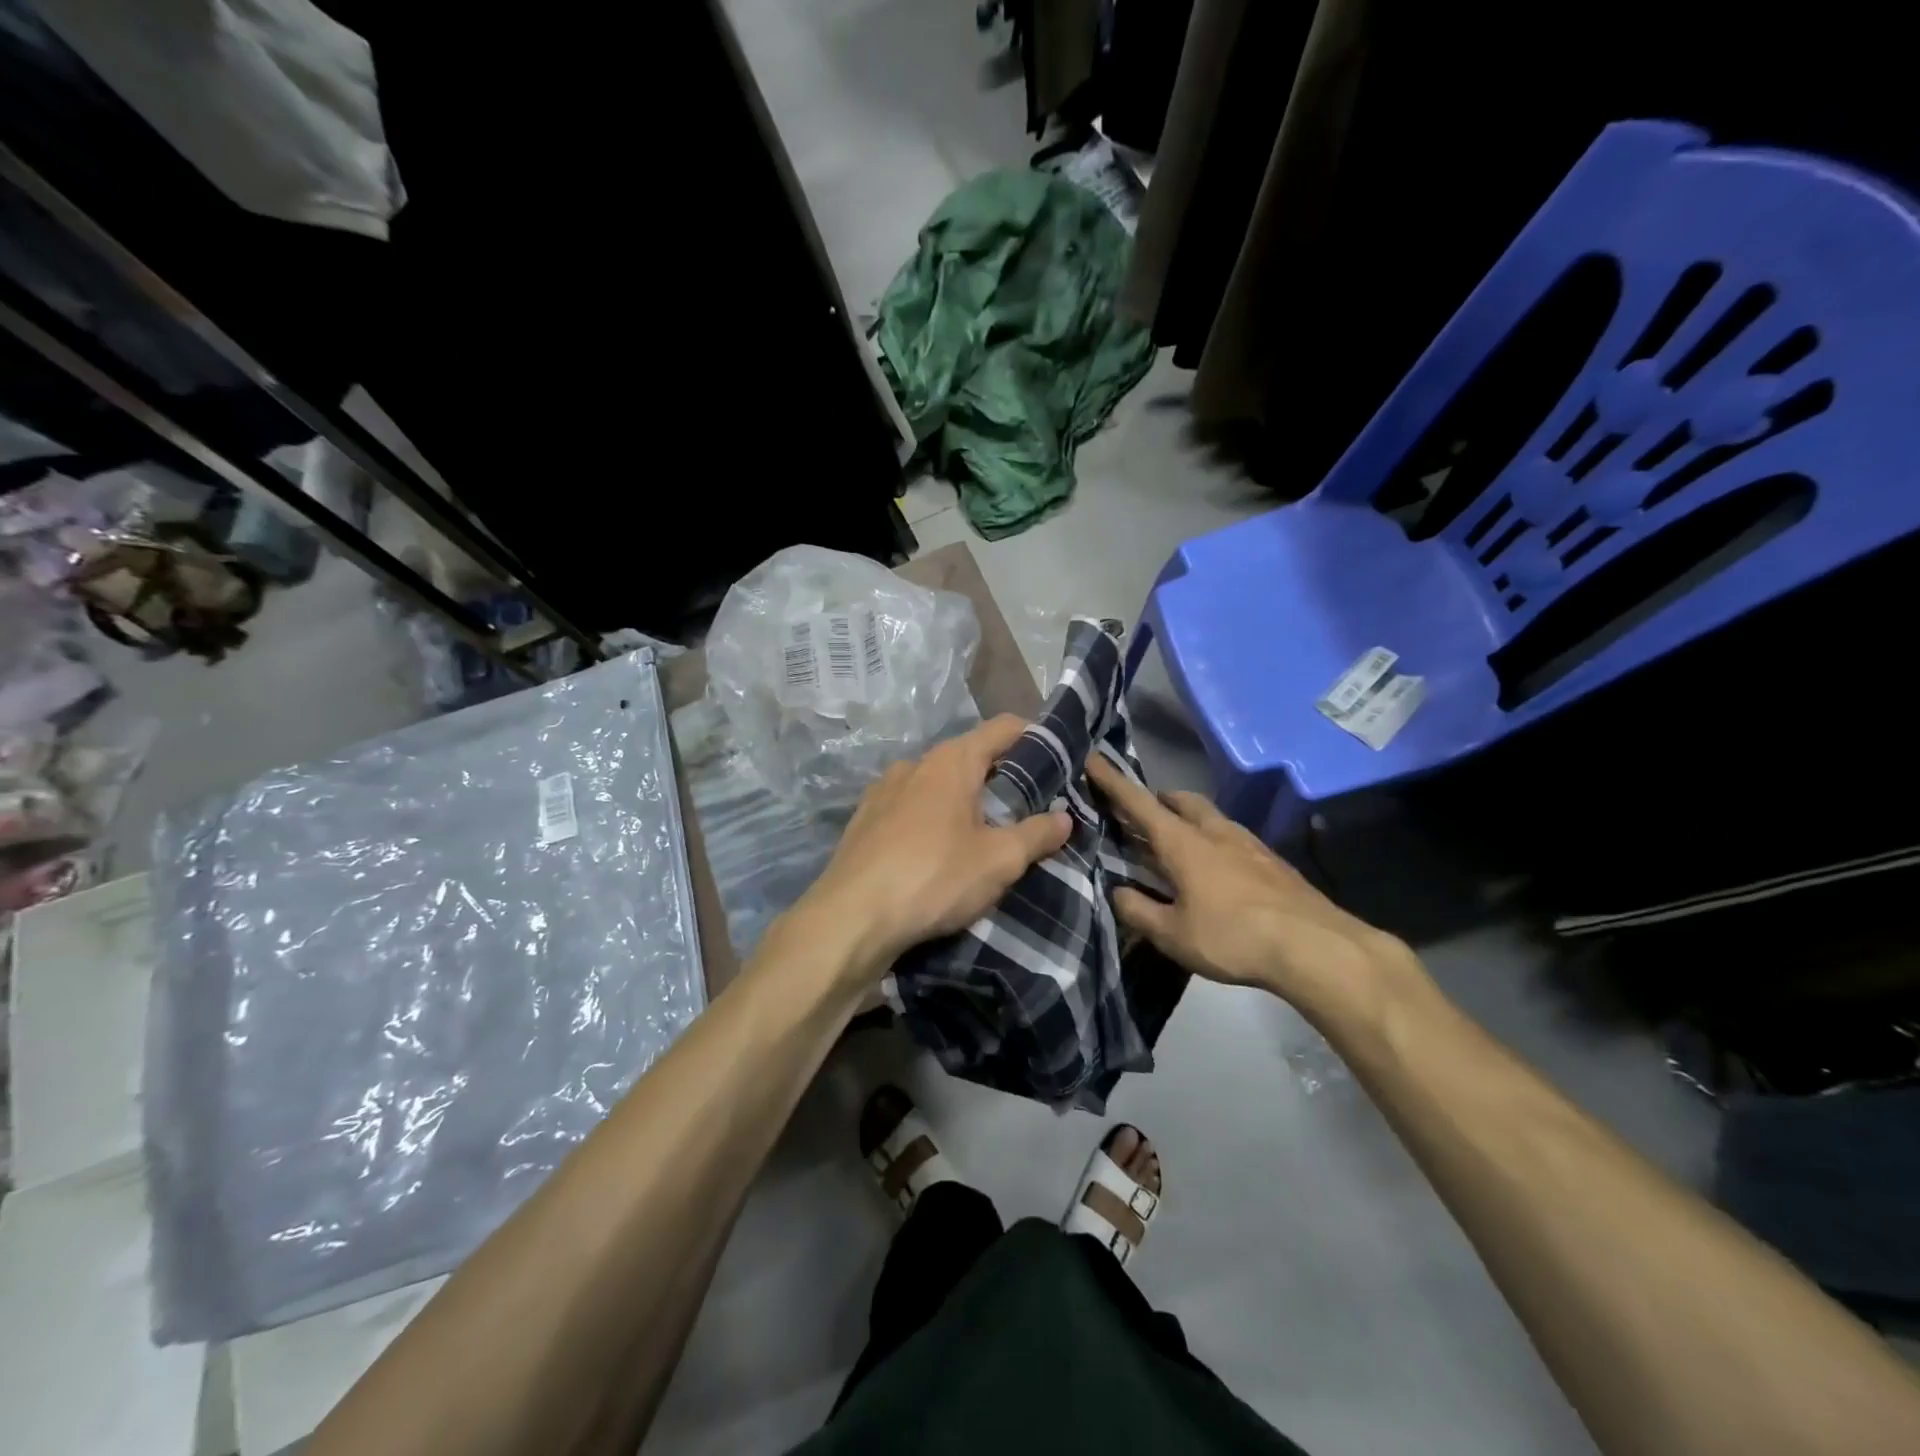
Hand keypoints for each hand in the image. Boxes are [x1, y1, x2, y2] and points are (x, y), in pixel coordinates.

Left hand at [795, 715, 1070, 985]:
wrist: (851, 918)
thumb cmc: (934, 877)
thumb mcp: (999, 860)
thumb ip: (1037, 834)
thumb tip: (1065, 817)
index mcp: (952, 760)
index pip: (1004, 728)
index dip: (1035, 738)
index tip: (1059, 762)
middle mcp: (916, 763)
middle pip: (971, 756)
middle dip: (1002, 778)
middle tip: (1030, 809)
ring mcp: (884, 790)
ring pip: (938, 784)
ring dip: (965, 801)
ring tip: (985, 834)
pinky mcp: (865, 819)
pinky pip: (912, 808)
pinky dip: (933, 819)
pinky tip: (939, 852)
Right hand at [1087, 756, 1419, 1018]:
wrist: (1314, 945)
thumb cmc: (1233, 936)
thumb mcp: (1173, 934)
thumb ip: (1138, 911)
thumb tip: (1118, 892)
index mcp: (1182, 842)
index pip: (1138, 803)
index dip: (1112, 782)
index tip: (1093, 759)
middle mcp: (1213, 831)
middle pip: (1179, 801)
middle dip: (1156, 800)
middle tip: (1139, 814)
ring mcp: (1246, 842)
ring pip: (1208, 816)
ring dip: (1186, 819)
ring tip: (1175, 842)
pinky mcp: (1270, 860)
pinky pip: (1230, 836)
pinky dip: (1211, 840)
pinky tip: (1214, 868)